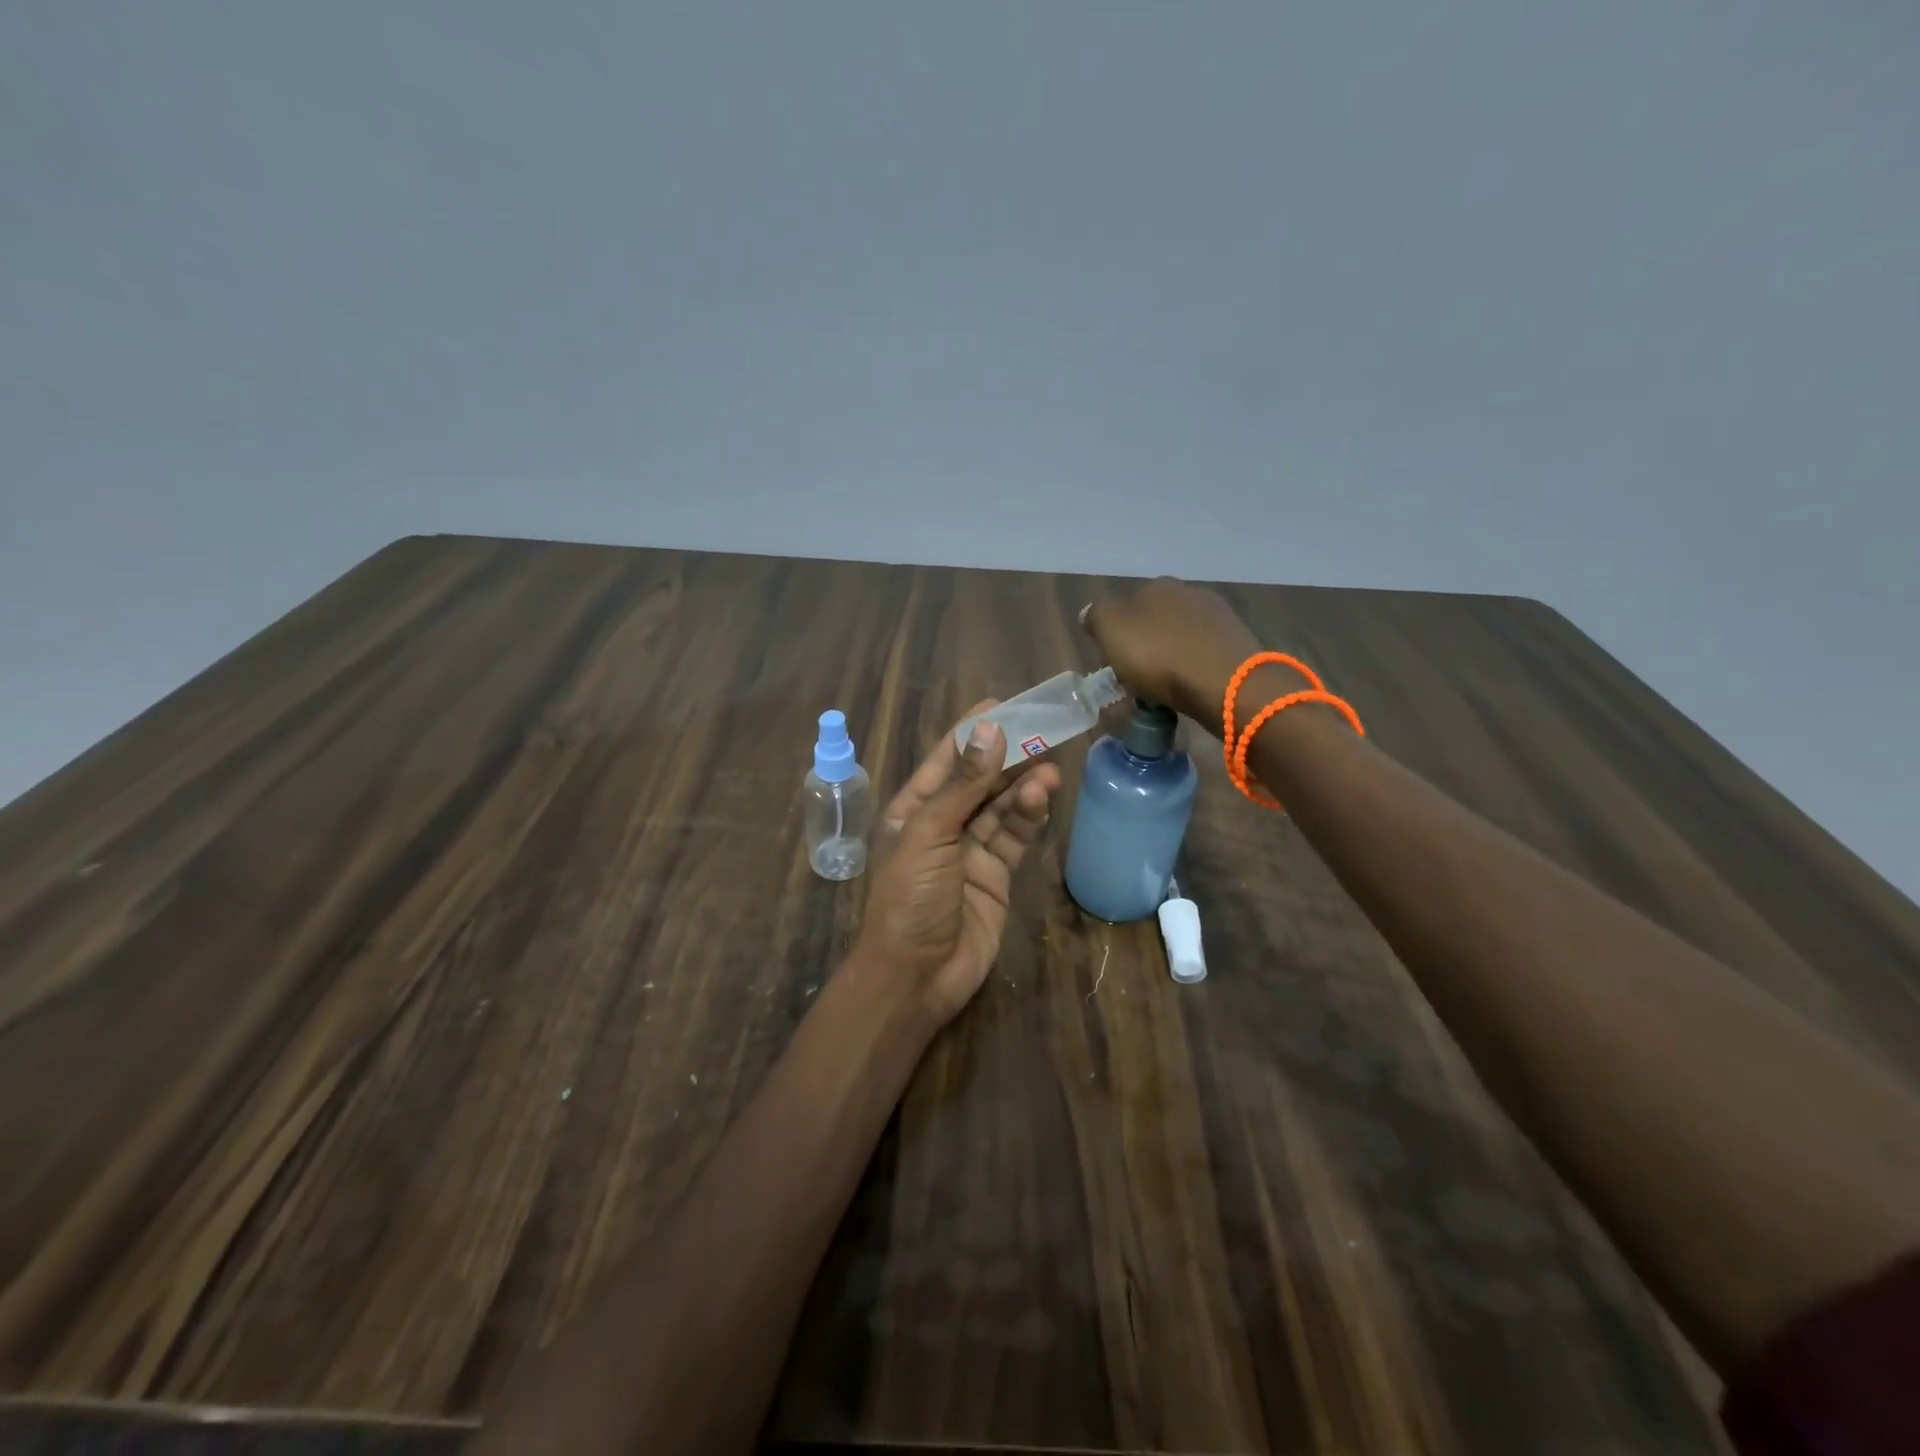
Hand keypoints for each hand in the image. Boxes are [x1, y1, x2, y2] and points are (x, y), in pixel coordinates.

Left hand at [855, 701, 1061, 1026]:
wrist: (917, 976)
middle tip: (1043, 728)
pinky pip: (1014, 836)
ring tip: (1050, 765)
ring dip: (1023, 785)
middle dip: (1007, 756)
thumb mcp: (929, 836)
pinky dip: (1029, 815)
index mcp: (912, 810)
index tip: (1002, 703)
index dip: (972, 731)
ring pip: (1001, 807)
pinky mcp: (996, 874)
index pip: (946, 760)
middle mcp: (942, 825)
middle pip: (979, 780)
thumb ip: (963, 786)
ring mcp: (970, 850)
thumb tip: (988, 731)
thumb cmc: (909, 900)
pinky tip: (1044, 794)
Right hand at [1081, 577, 1264, 738]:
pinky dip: (1194, 671)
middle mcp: (1190, 593)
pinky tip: (1190, 689)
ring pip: (1183, 639)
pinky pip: (1204, 657)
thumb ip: (1096, 616)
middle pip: (1158, 621)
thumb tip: (1090, 613)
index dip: (1119, 634)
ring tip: (1165, 690)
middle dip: (1148, 646)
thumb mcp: (1109, 630)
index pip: (1129, 606)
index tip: (1116, 662)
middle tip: (1139, 678)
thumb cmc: (1158, 654)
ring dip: (1173, 659)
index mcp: (1157, 586)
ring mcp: (1219, 618)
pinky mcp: (1239, 645)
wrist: (1223, 681)